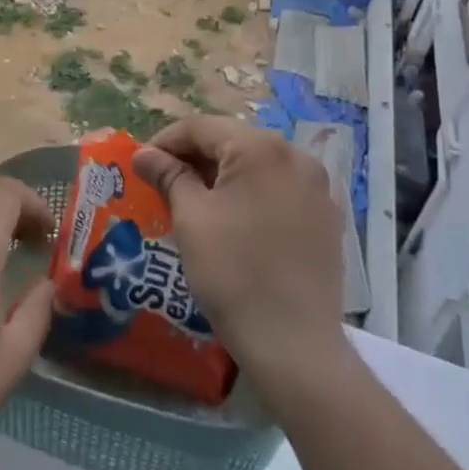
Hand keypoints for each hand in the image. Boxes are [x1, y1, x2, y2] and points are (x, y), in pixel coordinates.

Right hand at [133, 117, 354, 399]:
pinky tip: (233, 222)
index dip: (164, 142)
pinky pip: (280, 189)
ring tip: (193, 202)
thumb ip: (168, 175)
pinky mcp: (327, 218)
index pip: (201, 127)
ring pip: (257, 165)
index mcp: (261, 148)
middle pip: (232, 141)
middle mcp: (296, 156)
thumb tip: (144, 154)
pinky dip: (251, 194)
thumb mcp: (191, 218)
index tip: (141, 165)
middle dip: (194, 158)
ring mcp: (318, 188)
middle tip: (163, 183)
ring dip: (222, 175)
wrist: (292, 342)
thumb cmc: (232, 272)